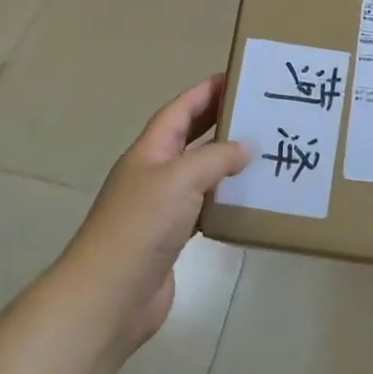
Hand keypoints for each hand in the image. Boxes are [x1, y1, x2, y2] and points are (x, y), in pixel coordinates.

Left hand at [55, 74, 248, 357]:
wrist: (109, 296)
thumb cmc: (140, 226)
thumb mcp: (179, 179)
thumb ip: (214, 159)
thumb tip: (245, 149)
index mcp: (149, 151)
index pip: (179, 110)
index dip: (205, 91)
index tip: (237, 77)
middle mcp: (154, 174)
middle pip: (189, 137)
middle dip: (218, 120)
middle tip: (256, 110)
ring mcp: (161, 208)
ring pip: (199, 173)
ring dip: (226, 162)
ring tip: (263, 151)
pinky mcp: (172, 239)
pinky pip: (204, 208)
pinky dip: (224, 200)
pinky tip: (248, 200)